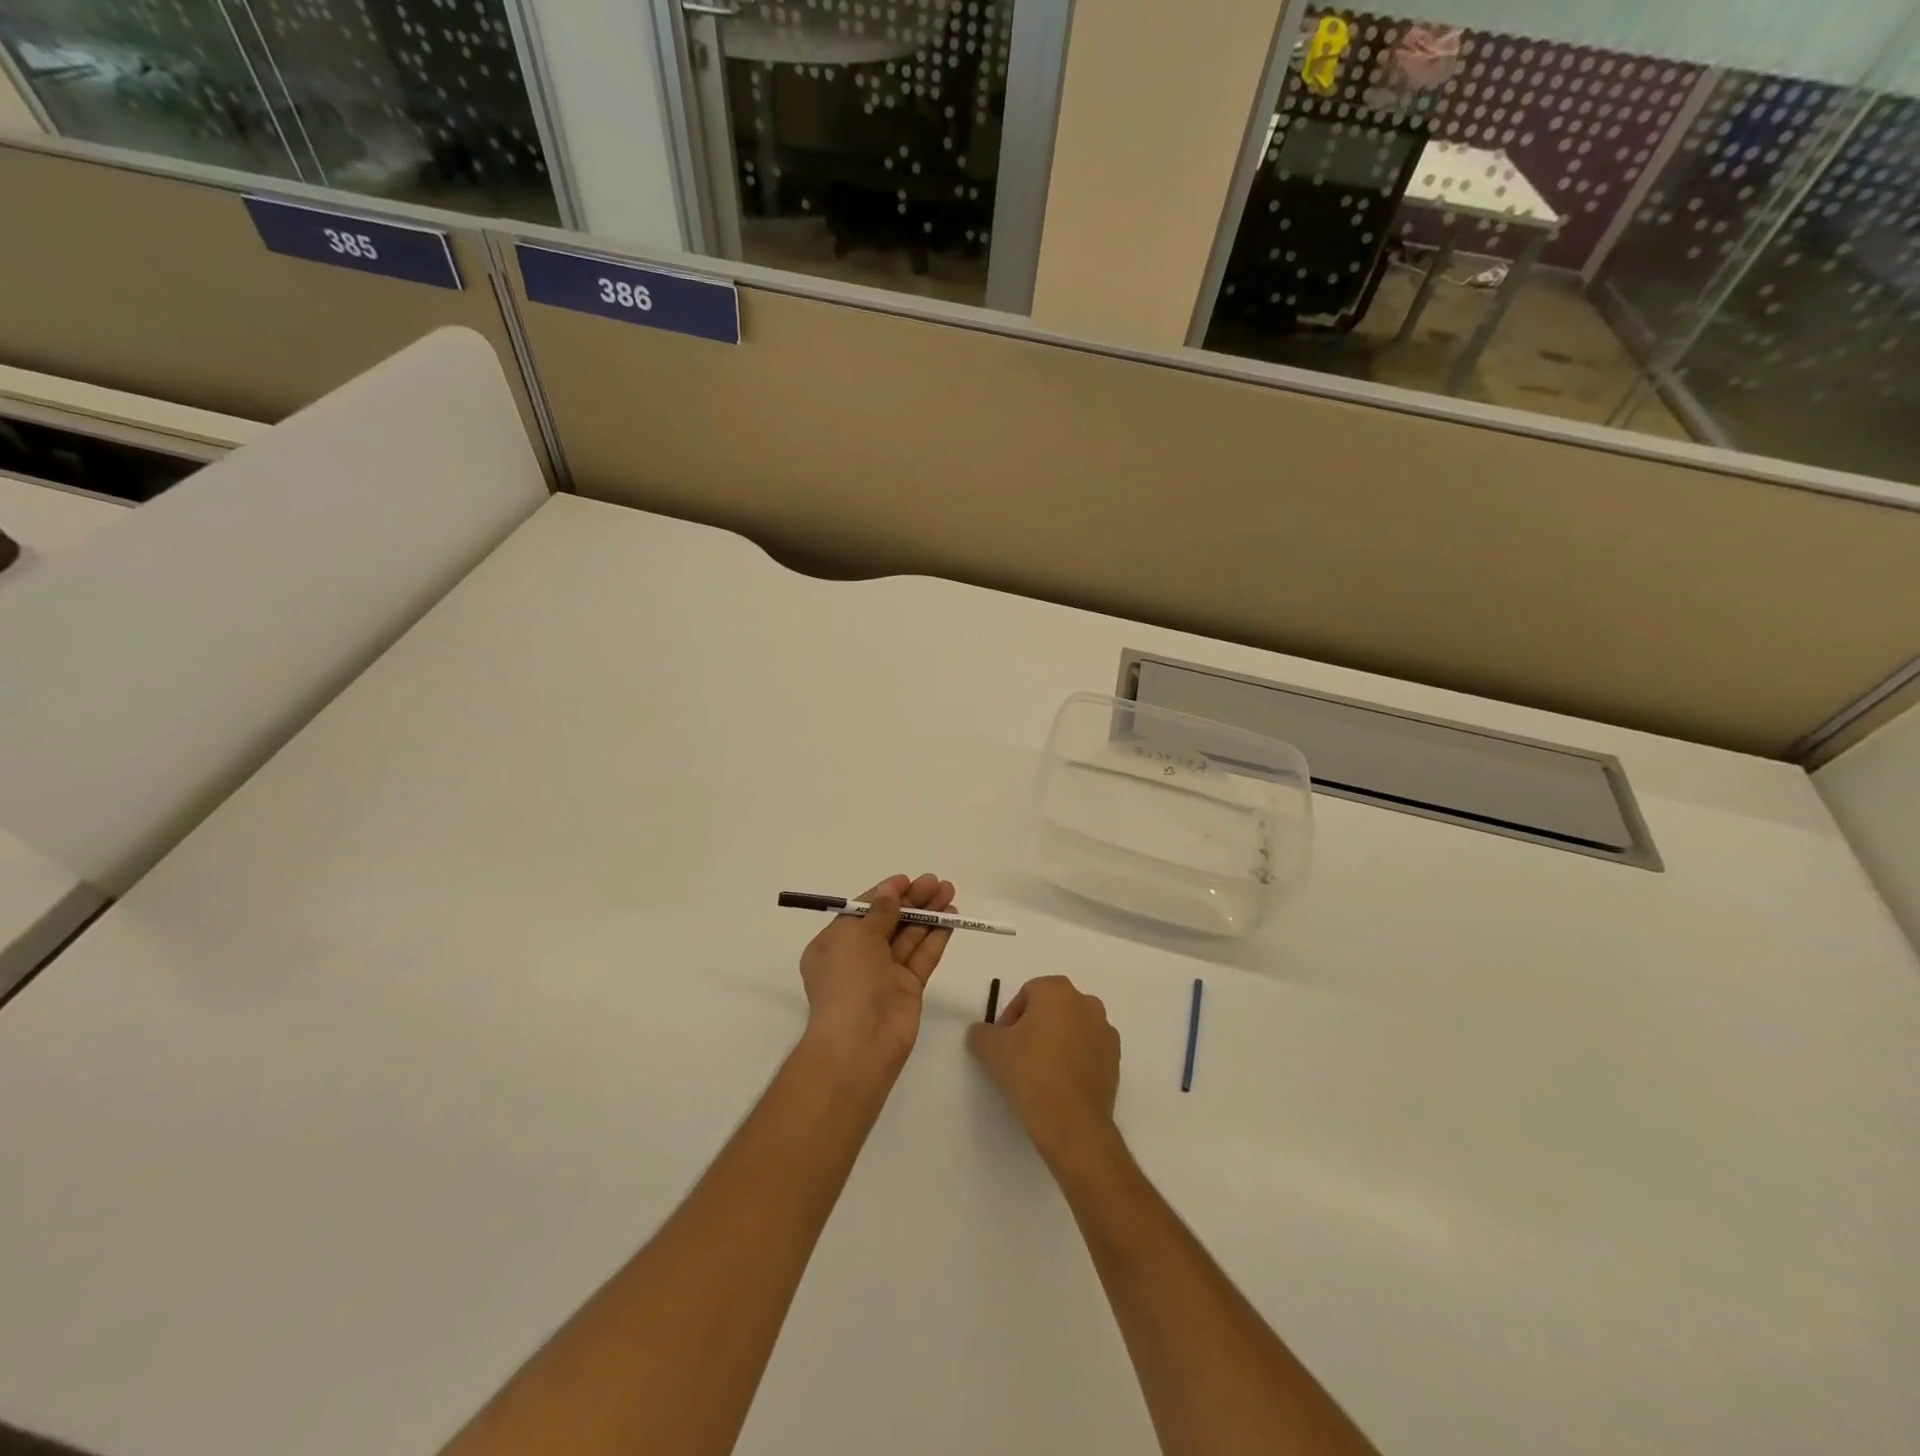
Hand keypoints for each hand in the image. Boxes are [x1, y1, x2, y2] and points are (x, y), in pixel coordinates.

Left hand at [798, 873, 956, 1083]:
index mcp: (834, 944)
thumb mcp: (856, 937)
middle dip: (912, 901)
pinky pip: (922, 956)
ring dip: (928, 914)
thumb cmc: (847, 982)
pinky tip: (951, 918)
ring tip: (949, 892)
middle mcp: (858, 957)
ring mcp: (885, 973)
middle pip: (889, 921)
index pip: (862, 911)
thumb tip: (890, 890)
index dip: (884, 894)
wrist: (859, 1043)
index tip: (907, 880)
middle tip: (937, 883)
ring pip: (909, 936)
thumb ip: (879, 912)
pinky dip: (936, 937)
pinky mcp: (908, 988)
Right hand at [966, 976, 1121, 1166]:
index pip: (1028, 992)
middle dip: (1035, 1026)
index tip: (1002, 1042)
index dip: (1011, 1015)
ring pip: (1073, 1029)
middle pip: (1053, 1008)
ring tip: (1039, 1072)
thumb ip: (981, 1033)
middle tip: (1018, 1054)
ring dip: (1057, 1042)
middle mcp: (1087, 1004)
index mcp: (1058, 991)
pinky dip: (1074, 1061)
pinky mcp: (1115, 1062)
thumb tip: (981, 1033)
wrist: (1072, 1122)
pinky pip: (1088, 1052)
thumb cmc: (1029, 1072)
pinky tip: (1059, 1086)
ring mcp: (1105, 1033)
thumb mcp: (990, 1049)